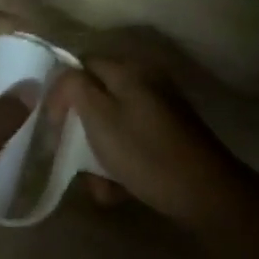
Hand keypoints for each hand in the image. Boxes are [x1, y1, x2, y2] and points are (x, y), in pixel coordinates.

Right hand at [47, 56, 248, 228]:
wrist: (205, 193)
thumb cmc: (144, 152)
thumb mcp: (99, 116)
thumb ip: (74, 87)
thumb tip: (64, 77)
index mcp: (129, 69)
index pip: (81, 65)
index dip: (61, 91)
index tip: (53, 124)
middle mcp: (146, 81)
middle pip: (97, 98)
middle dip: (81, 131)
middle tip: (72, 157)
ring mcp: (160, 110)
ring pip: (112, 126)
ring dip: (99, 154)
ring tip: (99, 184)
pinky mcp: (168, 136)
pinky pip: (132, 142)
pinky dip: (120, 163)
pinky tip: (118, 189)